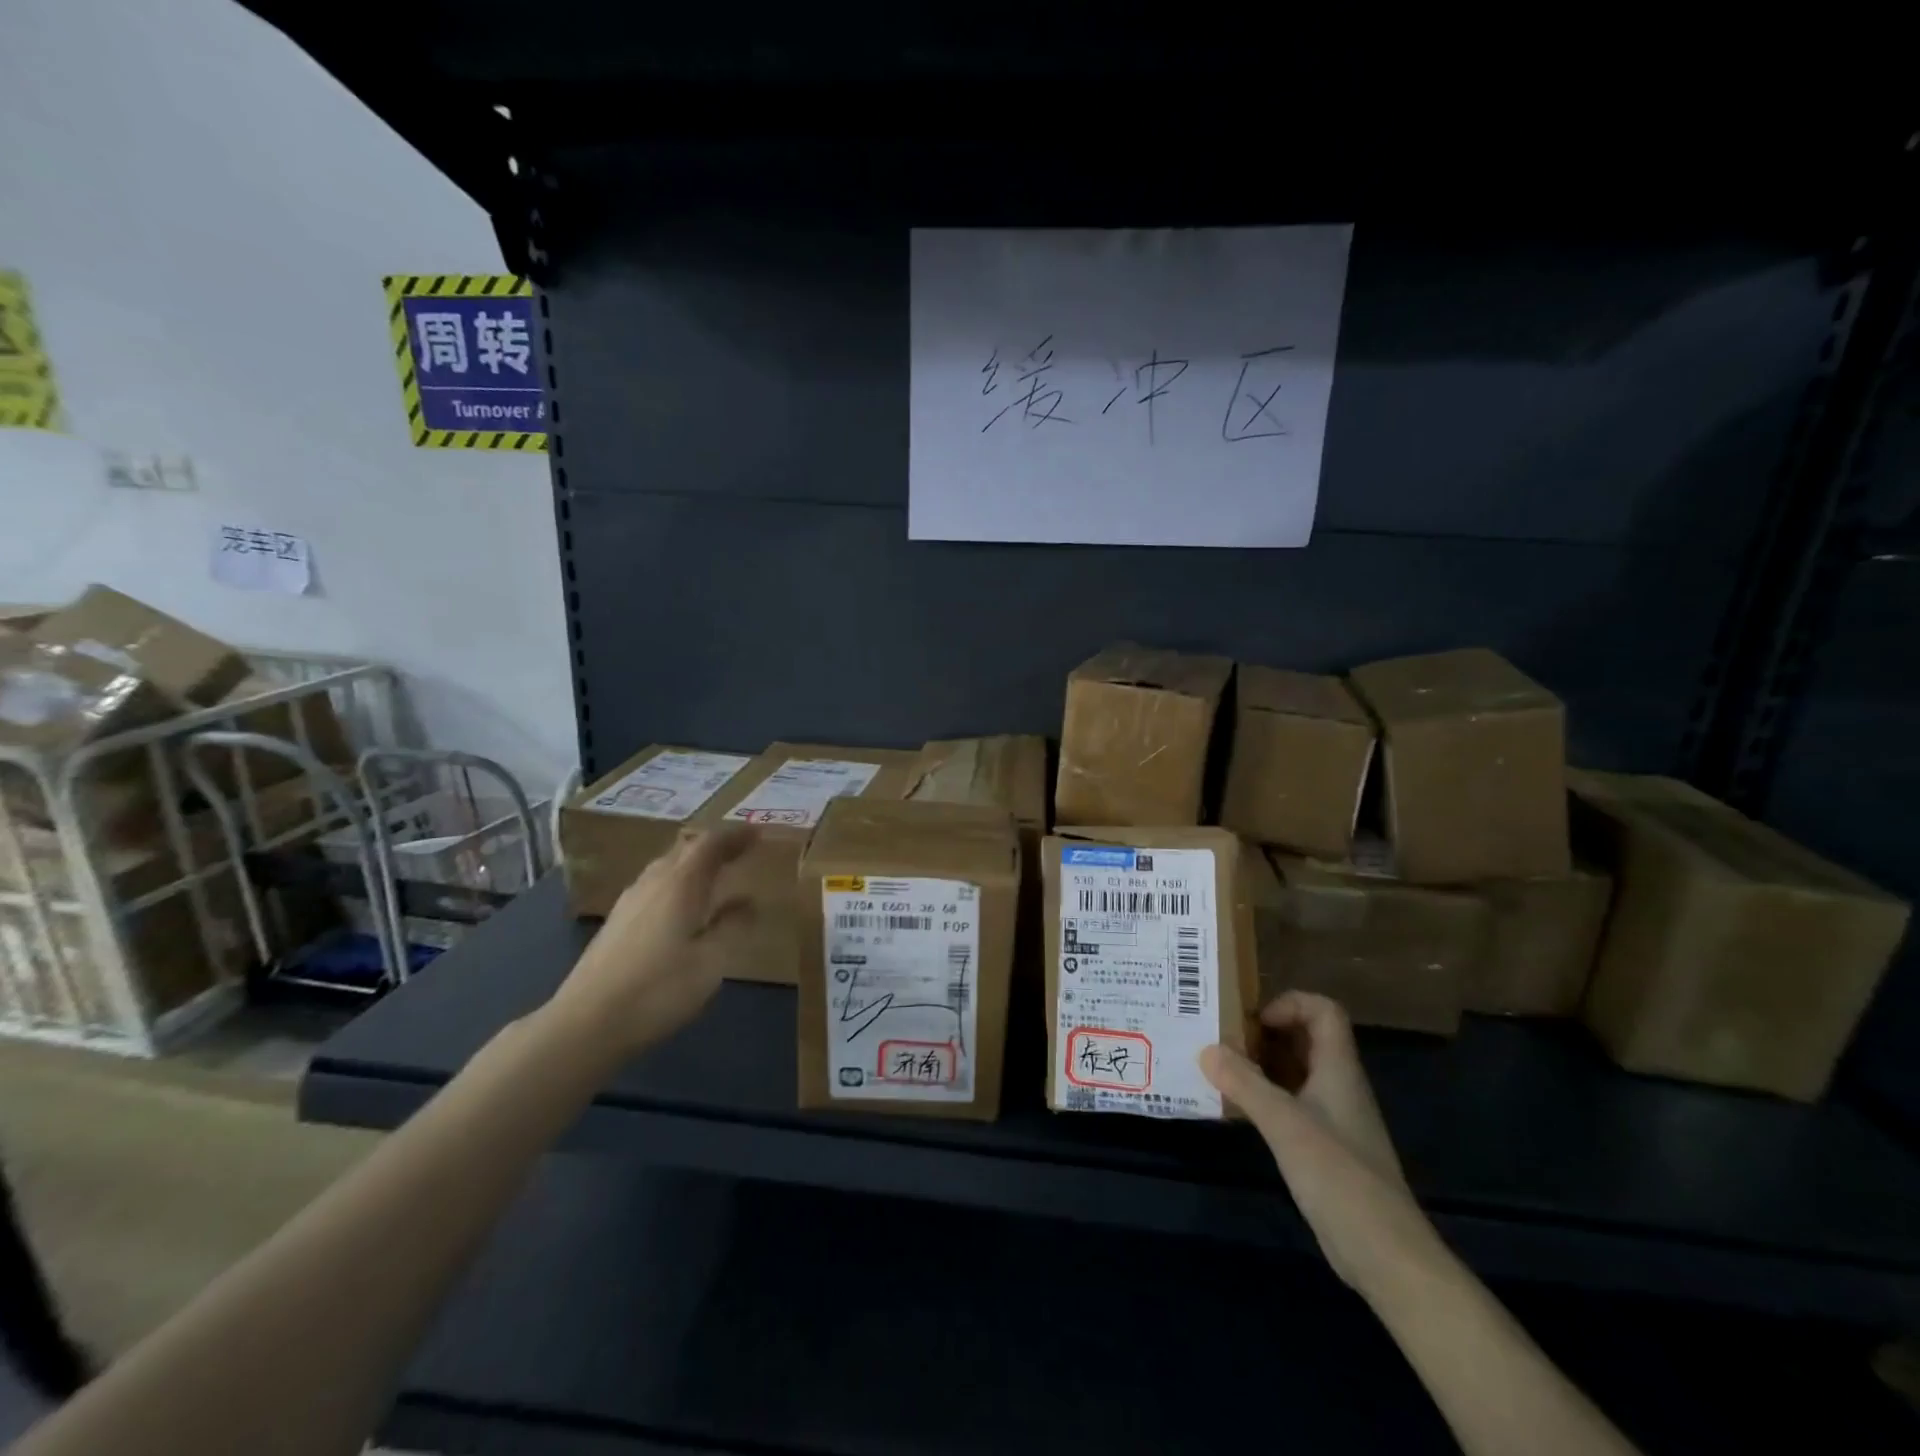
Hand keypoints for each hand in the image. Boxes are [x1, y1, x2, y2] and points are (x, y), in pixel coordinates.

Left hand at [545, 826, 757, 1059]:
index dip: (735, 835)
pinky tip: (681, 907)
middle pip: (685, 849)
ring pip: (666, 867)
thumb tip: (748, 902)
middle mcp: (653, 882)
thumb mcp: (711, 961)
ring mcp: (629, 902)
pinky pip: (654, 886)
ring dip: (693, 863)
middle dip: (714, 845)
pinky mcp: (616, 924)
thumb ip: (732, 927)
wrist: (585, 1024)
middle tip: (740, 850)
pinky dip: (676, 883)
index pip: (711, 844)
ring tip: (714, 874)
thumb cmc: (659, 989)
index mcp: (681, 884)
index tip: (759, 833)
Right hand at [1200, 992, 1439, 1290]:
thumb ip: (1245, 1083)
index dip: (1288, 1004)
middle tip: (1222, 1039)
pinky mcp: (1323, 1148)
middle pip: (1304, 1038)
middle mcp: (1337, 1086)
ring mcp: (1332, 1118)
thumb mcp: (1285, 1124)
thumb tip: (1206, 1048)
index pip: (1322, 1011)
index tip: (1253, 1023)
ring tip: (1219, 1068)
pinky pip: (1290, 1104)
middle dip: (1264, 1032)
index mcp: (1338, 1069)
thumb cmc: (1340, 1177)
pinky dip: (1263, 1098)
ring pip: (1295, 1072)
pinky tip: (1236, 1110)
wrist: (1386, 1256)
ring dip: (1260, 1065)